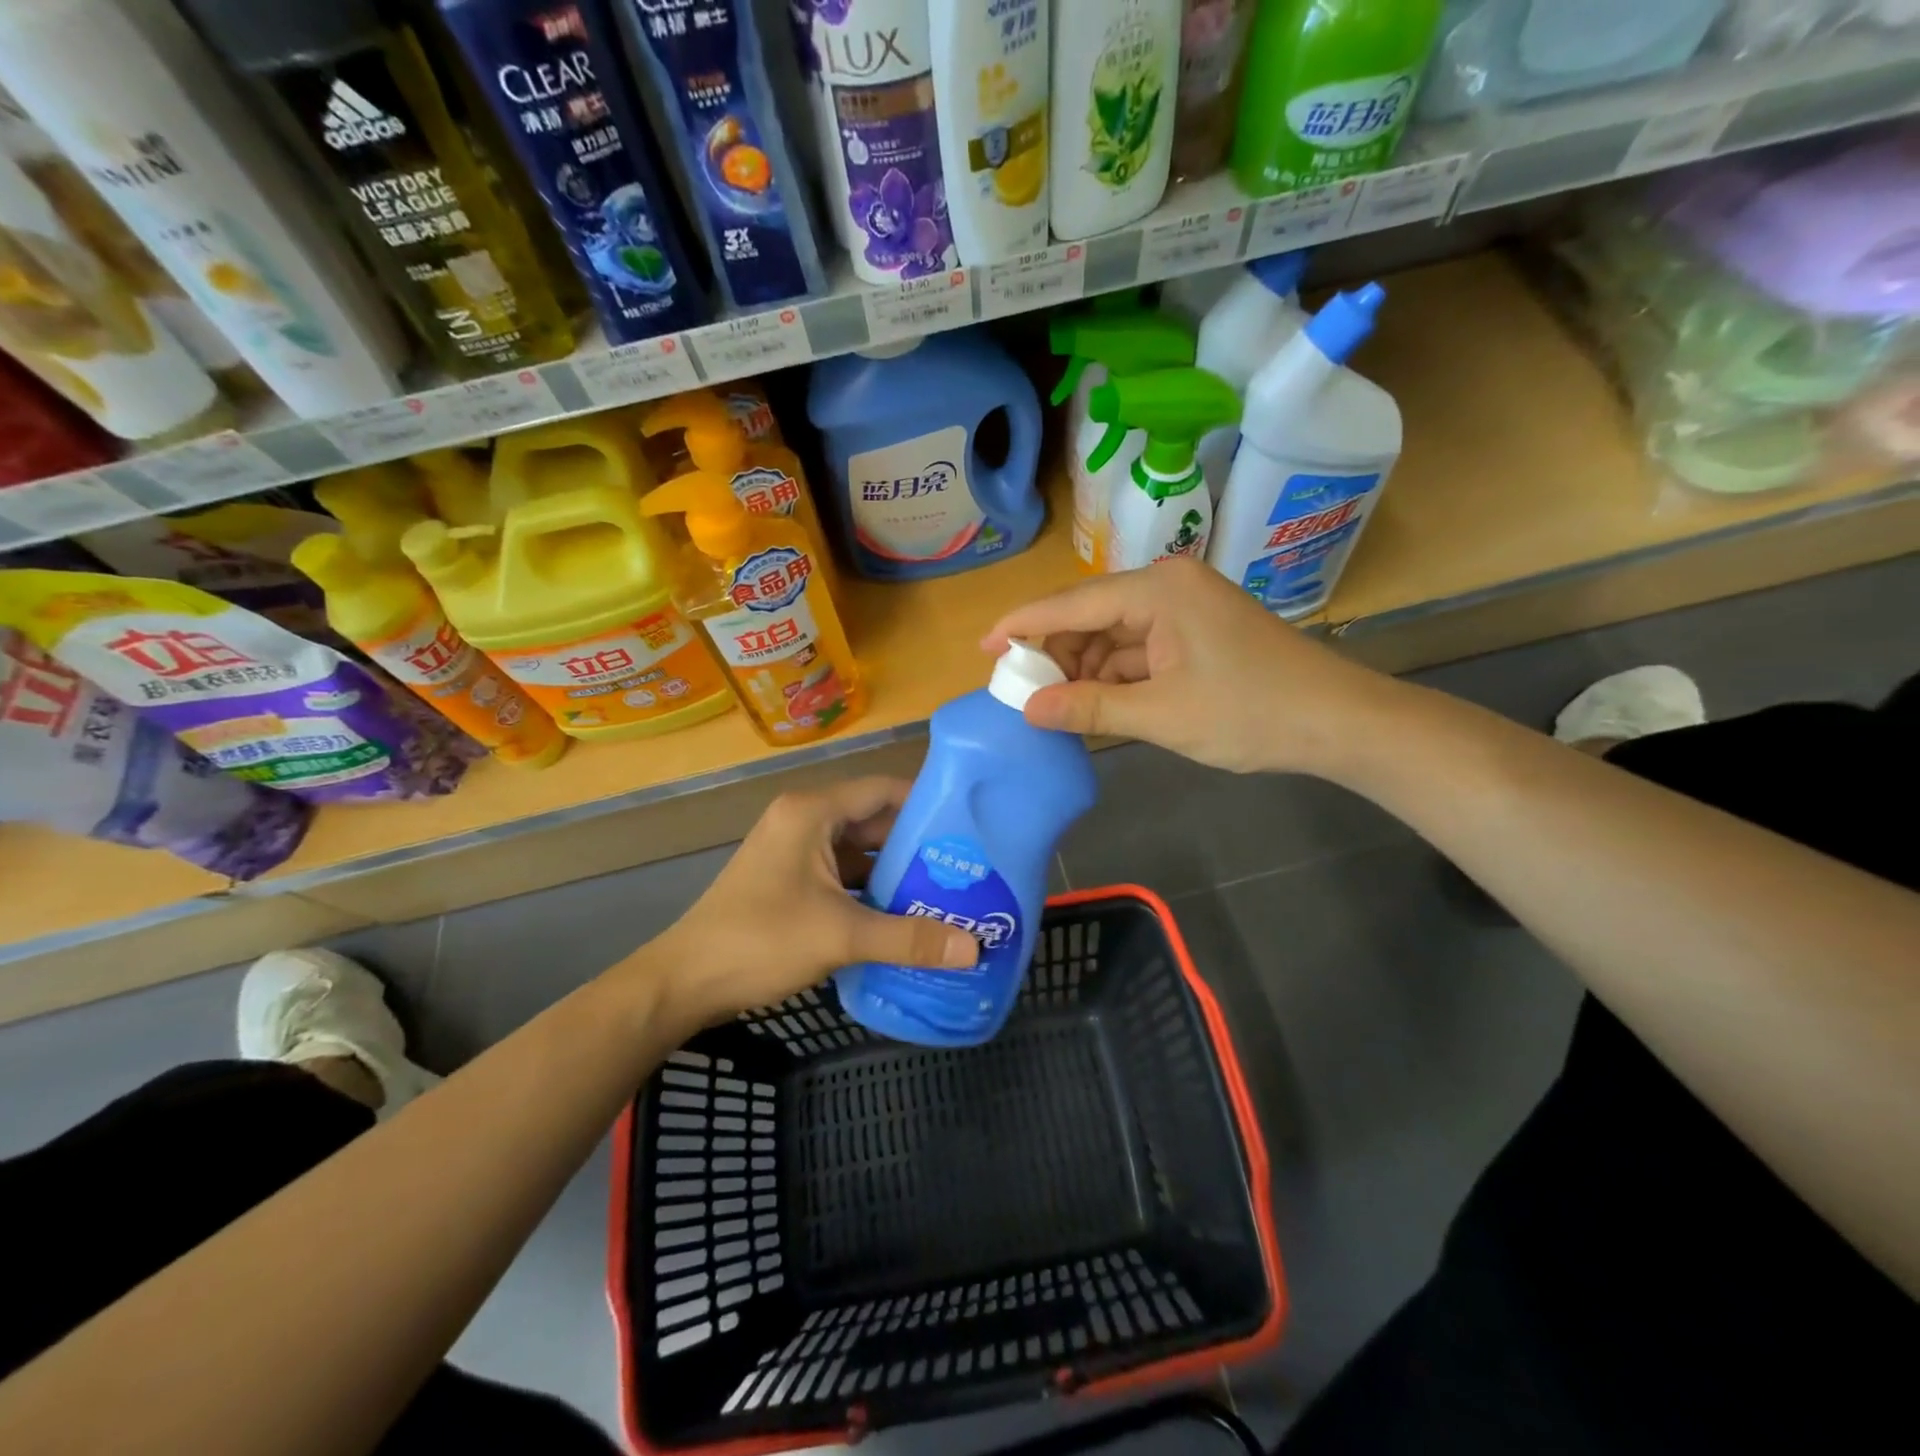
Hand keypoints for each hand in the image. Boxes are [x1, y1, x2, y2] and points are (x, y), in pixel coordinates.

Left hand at [649, 777, 976, 1027]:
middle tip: (966, 868)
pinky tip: (903, 915)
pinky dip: (871, 890)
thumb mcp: (841, 936)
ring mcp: (794, 850)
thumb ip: (909, 939)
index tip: (970, 827)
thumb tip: (975, 949)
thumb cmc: (761, 940)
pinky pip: (842, 874)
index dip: (927, 804)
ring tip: (945, 892)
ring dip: (895, 872)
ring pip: (858, 851)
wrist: (685, 982)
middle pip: (874, 821)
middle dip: (916, 846)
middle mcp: (804, 820)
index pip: (883, 790)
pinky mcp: (789, 878)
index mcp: (813, 812)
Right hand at [982, 557, 1398, 774]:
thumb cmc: (1251, 713)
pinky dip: (1115, 676)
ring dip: (1085, 669)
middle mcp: (1168, 587)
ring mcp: (1185, 610)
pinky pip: (1138, 649)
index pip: (1072, 603)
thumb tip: (1028, 710)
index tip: (983, 647)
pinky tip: (1096, 704)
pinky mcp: (1196, 634)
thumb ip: (1090, 708)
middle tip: (1023, 694)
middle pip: (1090, 616)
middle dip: (1056, 654)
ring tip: (1057, 707)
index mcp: (1158, 590)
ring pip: (1113, 635)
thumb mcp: (1162, 715)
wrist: (1339, 723)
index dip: (1022, 625)